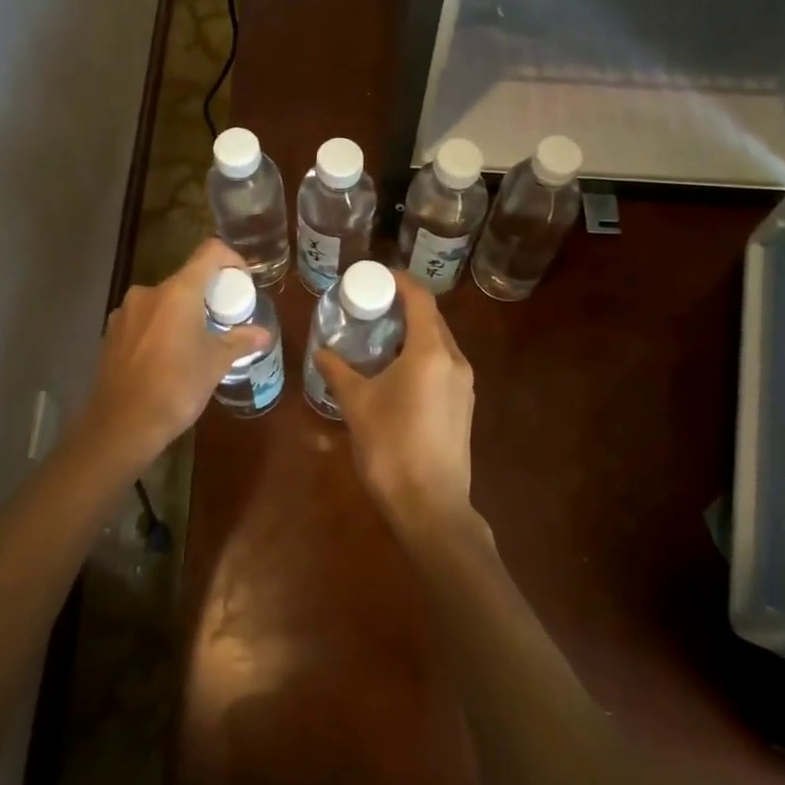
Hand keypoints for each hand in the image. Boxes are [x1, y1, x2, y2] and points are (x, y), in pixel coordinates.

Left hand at [77, 238, 272, 470]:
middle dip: (207, 295)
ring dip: (182, 313)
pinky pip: (144, 319)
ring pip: (163, 301)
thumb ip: (240, 341)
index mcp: (178, 291)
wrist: (121, 426)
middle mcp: (149, 292)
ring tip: (195, 342)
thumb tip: (264, 333)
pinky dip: (160, 328)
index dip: (231, 259)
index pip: (210, 252)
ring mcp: (125, 312)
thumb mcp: (215, 364)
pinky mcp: (111, 333)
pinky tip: (166, 358)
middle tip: (223, 321)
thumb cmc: (176, 387)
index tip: (242, 282)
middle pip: (186, 279)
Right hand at [313, 271, 478, 546]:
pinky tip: (397, 371)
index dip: (399, 281)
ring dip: (413, 332)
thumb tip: (321, 352)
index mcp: (430, 352)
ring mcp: (464, 385)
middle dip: (404, 306)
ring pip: (439, 343)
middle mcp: (454, 360)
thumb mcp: (357, 405)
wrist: (431, 507)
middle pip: (432, 318)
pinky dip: (421, 355)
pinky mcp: (463, 406)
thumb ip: (338, 372)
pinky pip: (443, 365)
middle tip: (371, 306)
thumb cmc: (391, 447)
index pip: (420, 298)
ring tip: (380, 336)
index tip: (375, 277)